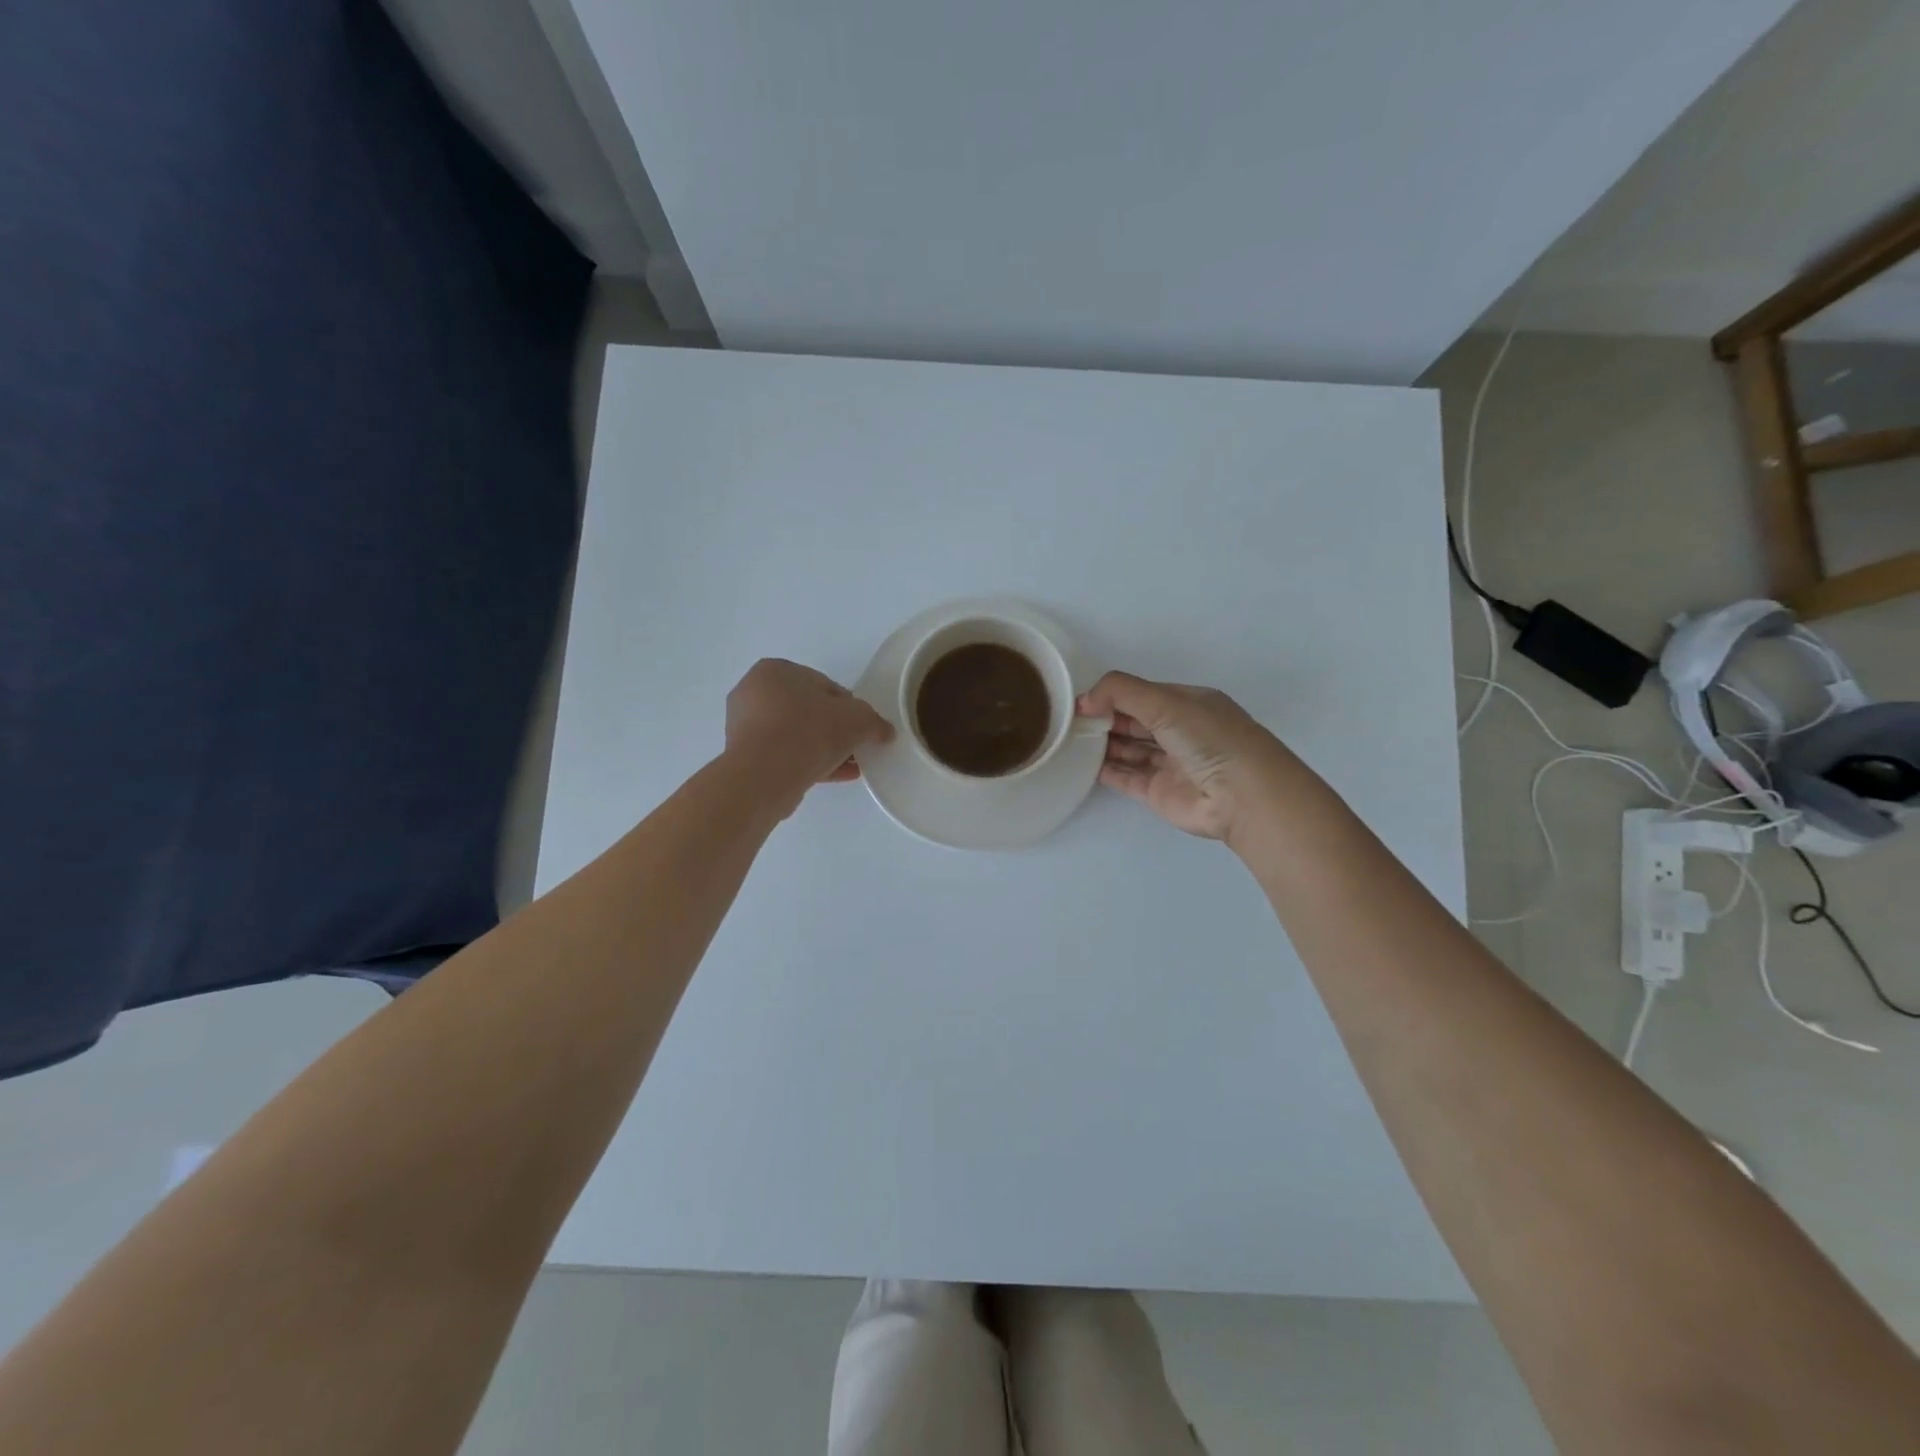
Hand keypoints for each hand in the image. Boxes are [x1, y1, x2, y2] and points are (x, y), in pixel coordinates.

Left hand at [726, 659, 894, 811]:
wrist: (765, 776)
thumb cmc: (809, 731)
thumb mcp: (857, 719)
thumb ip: (874, 722)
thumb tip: (884, 732)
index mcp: (775, 670)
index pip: (823, 685)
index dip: (849, 707)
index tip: (862, 727)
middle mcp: (753, 692)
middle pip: (808, 711)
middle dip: (834, 730)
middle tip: (856, 748)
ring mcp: (744, 727)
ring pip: (795, 735)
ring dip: (823, 749)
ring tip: (849, 766)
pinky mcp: (743, 757)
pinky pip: (783, 756)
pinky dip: (807, 763)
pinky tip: (833, 776)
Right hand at [1077, 671, 1298, 844]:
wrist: (1243, 796)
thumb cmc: (1208, 738)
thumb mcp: (1165, 701)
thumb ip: (1120, 692)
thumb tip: (1083, 700)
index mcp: (1187, 703)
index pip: (1142, 695)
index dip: (1111, 696)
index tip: (1079, 702)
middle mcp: (1179, 731)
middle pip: (1134, 721)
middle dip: (1104, 719)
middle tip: (1068, 722)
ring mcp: (1170, 763)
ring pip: (1130, 749)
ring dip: (1104, 744)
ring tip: (1070, 741)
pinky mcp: (1160, 792)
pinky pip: (1128, 777)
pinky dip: (1107, 770)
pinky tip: (1084, 764)